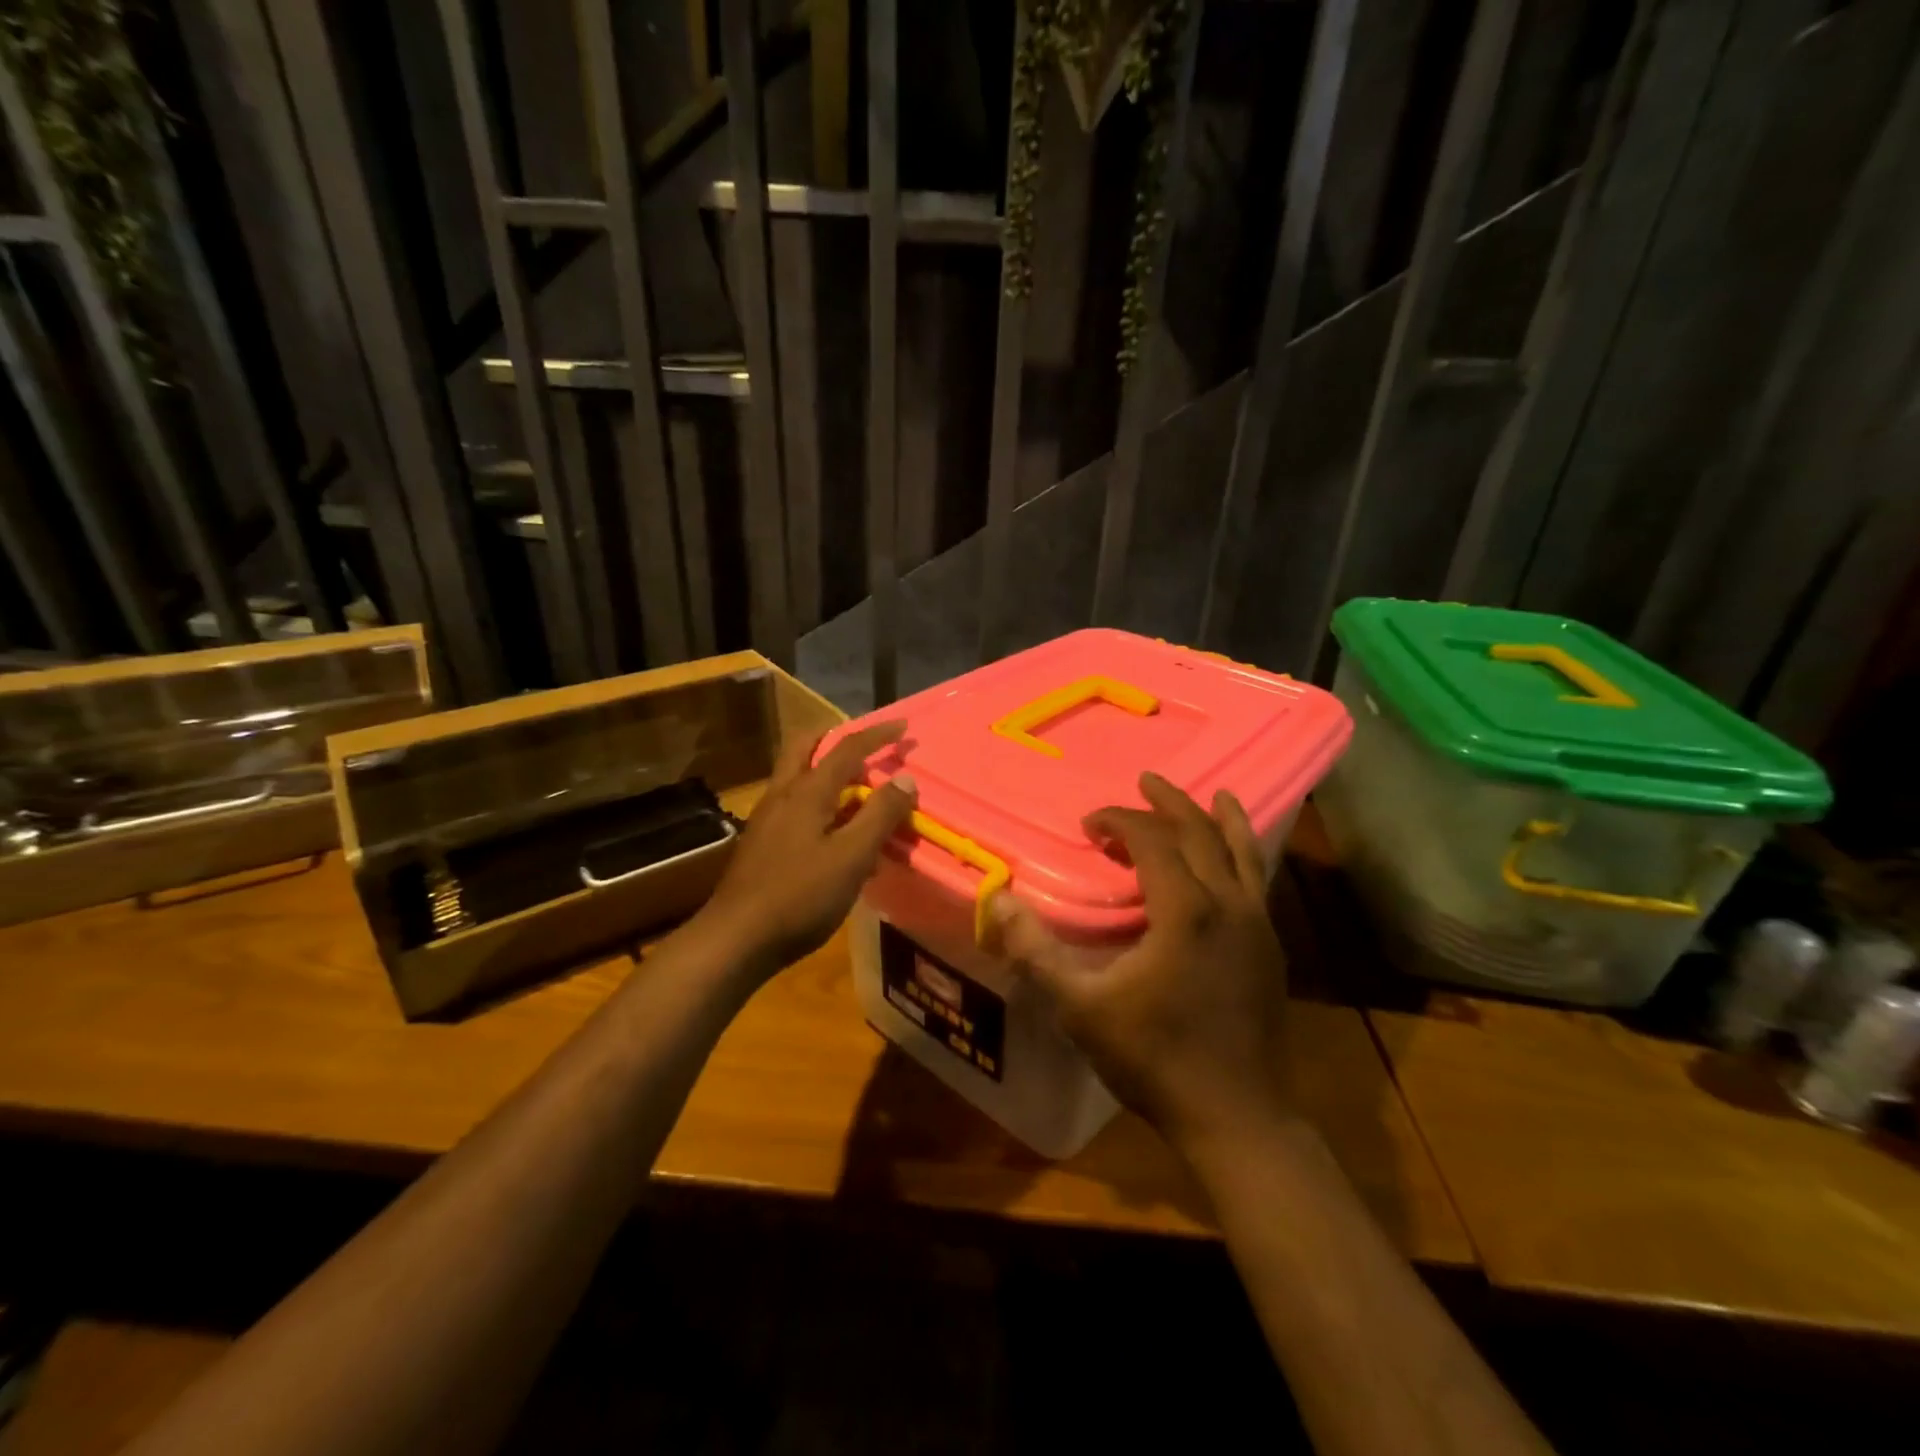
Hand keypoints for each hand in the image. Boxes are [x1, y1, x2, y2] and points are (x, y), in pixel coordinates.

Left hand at [694, 722, 917, 975]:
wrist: (737, 938)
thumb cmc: (800, 896)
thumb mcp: (852, 857)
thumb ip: (880, 815)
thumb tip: (905, 778)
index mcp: (807, 792)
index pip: (846, 748)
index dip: (877, 735)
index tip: (903, 726)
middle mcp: (783, 794)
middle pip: (805, 747)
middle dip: (835, 736)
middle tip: (864, 742)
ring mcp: (767, 818)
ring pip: (798, 775)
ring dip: (826, 768)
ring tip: (857, 786)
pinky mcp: (762, 842)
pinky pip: (794, 804)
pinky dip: (818, 799)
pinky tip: (835, 830)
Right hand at [995, 772, 1293, 1157]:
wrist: (1237, 1117)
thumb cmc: (1154, 1059)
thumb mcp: (1081, 1008)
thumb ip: (1036, 952)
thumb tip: (997, 901)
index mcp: (1186, 911)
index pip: (1152, 840)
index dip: (1119, 821)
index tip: (1089, 825)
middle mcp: (1229, 905)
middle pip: (1201, 833)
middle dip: (1169, 803)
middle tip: (1145, 781)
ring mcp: (1258, 926)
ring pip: (1243, 853)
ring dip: (1220, 819)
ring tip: (1214, 795)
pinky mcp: (1271, 949)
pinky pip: (1257, 882)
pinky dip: (1245, 855)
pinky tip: (1235, 859)